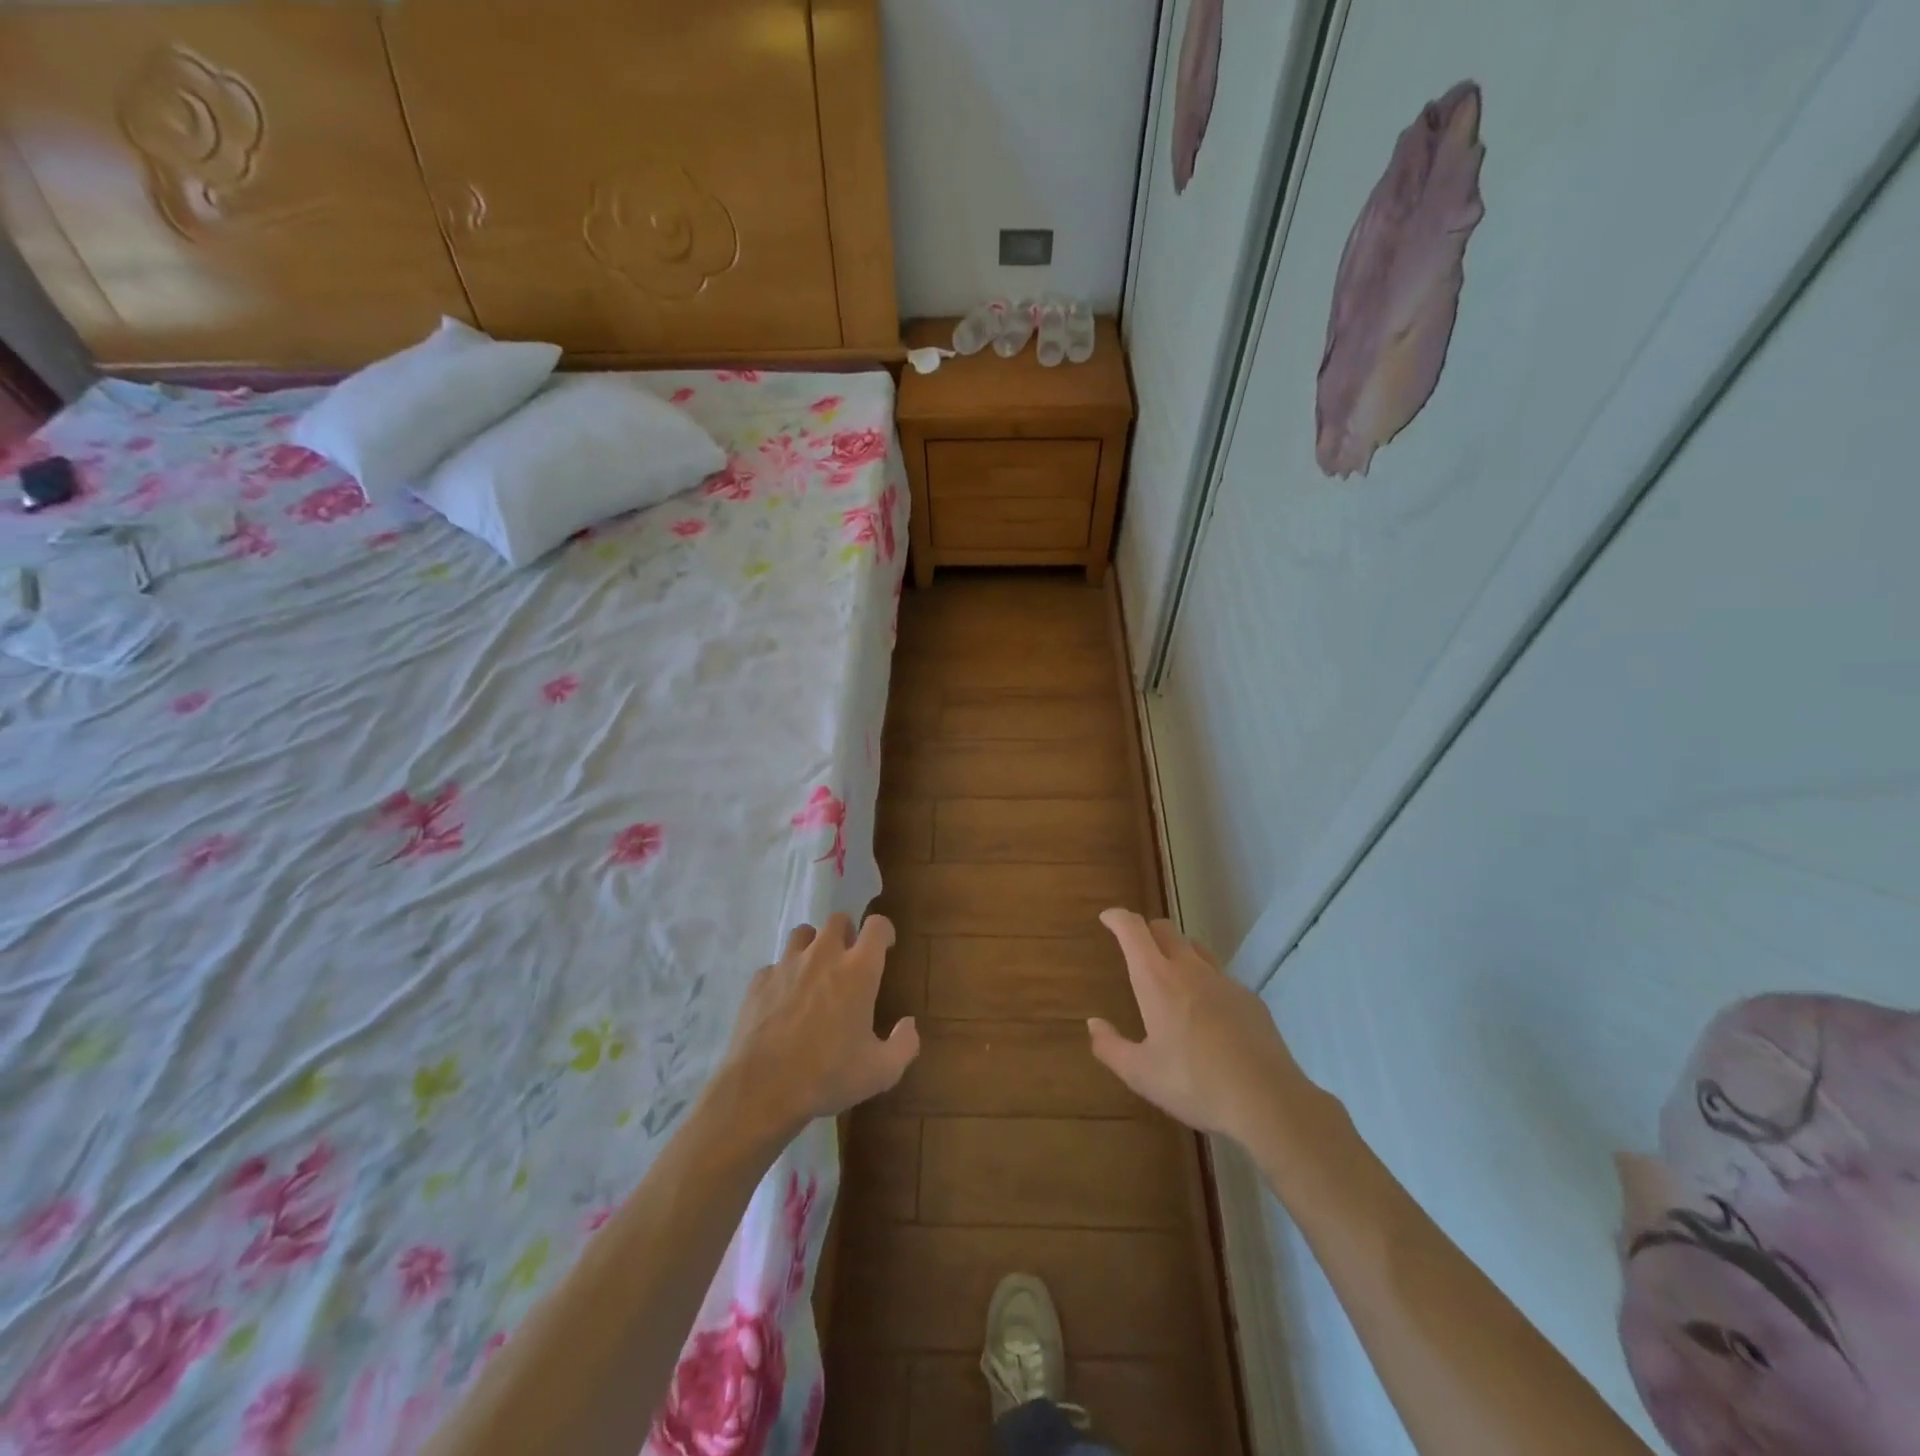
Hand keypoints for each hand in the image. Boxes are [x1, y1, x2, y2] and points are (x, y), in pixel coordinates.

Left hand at [712, 913, 919, 1141]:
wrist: (760, 1089)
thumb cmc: (827, 1076)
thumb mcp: (881, 1071)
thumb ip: (905, 1044)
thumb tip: (909, 1024)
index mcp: (858, 970)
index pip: (877, 926)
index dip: (884, 932)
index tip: (886, 947)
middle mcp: (823, 956)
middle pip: (838, 920)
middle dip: (847, 933)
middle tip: (849, 961)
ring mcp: (787, 964)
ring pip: (803, 934)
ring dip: (814, 946)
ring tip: (815, 973)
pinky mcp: (759, 980)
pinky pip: (776, 965)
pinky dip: (784, 975)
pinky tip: (784, 1001)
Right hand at [1088, 908, 1313, 1145]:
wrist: (1267, 1100)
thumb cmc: (1194, 1084)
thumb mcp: (1141, 1074)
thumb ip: (1110, 1047)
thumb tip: (1093, 1024)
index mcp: (1157, 980)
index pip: (1133, 930)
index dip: (1117, 918)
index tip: (1107, 918)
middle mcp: (1189, 970)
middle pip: (1165, 930)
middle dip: (1146, 931)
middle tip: (1135, 948)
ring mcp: (1224, 981)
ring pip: (1195, 949)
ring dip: (1177, 952)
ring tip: (1170, 977)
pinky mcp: (1249, 999)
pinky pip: (1220, 977)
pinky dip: (1205, 982)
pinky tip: (1207, 1015)